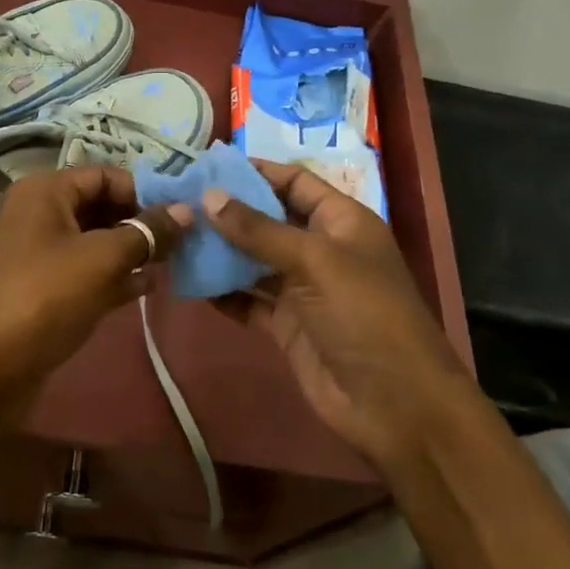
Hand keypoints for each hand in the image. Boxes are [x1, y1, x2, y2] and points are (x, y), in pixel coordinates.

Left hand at [0, 166, 191, 392]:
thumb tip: (186, 210)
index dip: (143, 192)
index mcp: (43, 191)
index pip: (104, 175)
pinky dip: (112, 275)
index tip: (179, 217)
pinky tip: (145, 289)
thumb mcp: (103, 259)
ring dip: (130, 251)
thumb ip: (148, 232)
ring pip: (92, 241)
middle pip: (98, 206)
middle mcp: (35, 213)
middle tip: (180, 244)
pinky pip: (81, 270)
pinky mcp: (37, 288)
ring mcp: (34, 252)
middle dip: (139, 223)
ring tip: (170, 266)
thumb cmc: (46, 297)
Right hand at [205, 161, 467, 470]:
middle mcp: (321, 249)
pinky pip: (248, 300)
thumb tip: (210, 197)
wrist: (394, 404)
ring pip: (253, 261)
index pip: (295, 182)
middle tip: (179, 200)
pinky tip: (188, 281)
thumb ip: (259, 230)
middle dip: (229, 211)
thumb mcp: (314, 261)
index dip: (257, 171)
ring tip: (175, 236)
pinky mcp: (286, 325)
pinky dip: (222, 292)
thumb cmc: (364, 315)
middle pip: (269, 220)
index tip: (208, 164)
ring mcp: (303, 290)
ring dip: (220, 251)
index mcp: (342, 222)